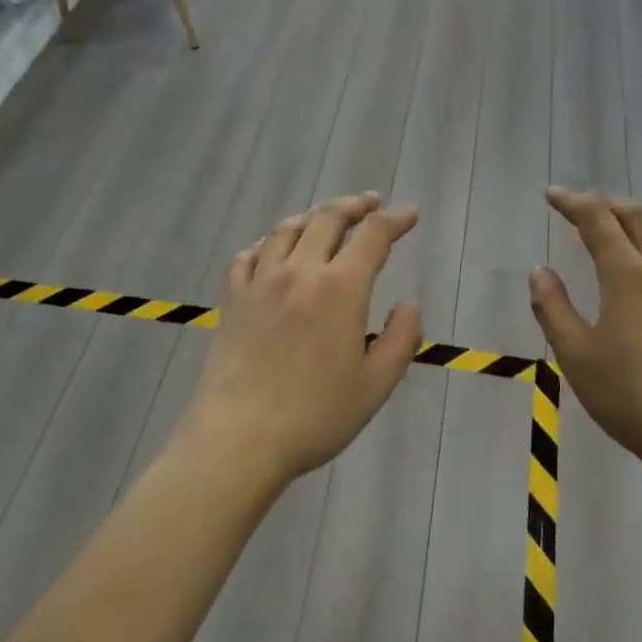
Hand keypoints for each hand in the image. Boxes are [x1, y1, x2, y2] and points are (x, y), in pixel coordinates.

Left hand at [183, 193, 422, 484]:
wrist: (239, 437)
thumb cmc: (315, 416)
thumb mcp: (376, 385)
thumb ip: (401, 339)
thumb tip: (408, 304)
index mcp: (340, 288)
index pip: (372, 236)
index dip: (395, 220)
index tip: (409, 214)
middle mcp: (299, 272)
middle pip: (327, 219)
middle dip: (354, 206)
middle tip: (370, 203)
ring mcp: (260, 282)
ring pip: (286, 230)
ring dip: (312, 216)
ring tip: (325, 218)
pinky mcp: (232, 299)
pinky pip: (248, 256)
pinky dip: (266, 244)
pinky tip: (271, 250)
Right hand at [529, 188, 641, 477]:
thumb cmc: (631, 398)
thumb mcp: (576, 355)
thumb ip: (553, 308)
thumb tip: (540, 271)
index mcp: (628, 275)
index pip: (597, 220)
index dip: (573, 202)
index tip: (552, 195)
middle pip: (639, 216)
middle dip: (609, 205)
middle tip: (586, 209)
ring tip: (629, 232)